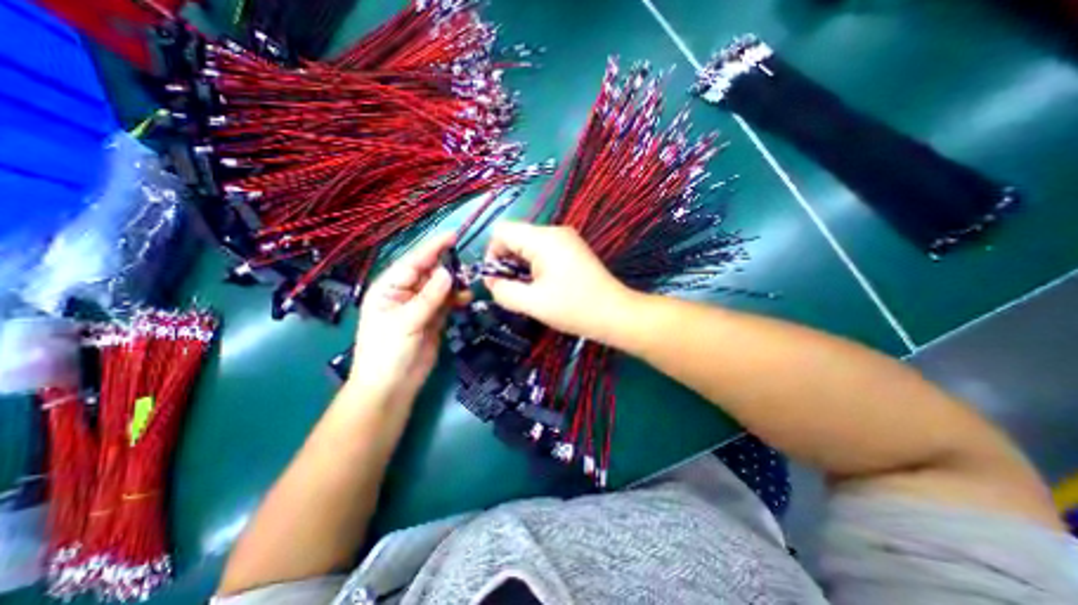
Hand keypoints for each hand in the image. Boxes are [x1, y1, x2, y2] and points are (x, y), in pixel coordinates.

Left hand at [352, 232, 455, 406]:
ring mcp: (421, 305)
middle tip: (468, 265)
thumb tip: (449, 273)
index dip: (433, 248)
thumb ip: (429, 297)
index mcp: (390, 287)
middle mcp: (406, 292)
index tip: (453, 236)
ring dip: (455, 285)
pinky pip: (448, 301)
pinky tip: (466, 299)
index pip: (414, 262)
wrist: (393, 386)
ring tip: (468, 287)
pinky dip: (457, 299)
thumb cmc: (388, 352)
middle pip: (429, 272)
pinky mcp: (434, 318)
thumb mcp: (406, 322)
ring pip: (441, 287)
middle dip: (448, 267)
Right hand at [487, 222, 634, 344]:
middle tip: (513, 289)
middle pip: (515, 237)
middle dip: (507, 261)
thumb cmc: (574, 308)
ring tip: (529, 290)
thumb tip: (491, 282)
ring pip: (528, 244)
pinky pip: (543, 250)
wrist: (615, 313)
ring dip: (521, 265)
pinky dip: (534, 265)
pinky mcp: (572, 249)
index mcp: (543, 239)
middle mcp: (554, 231)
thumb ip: (503, 291)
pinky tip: (542, 285)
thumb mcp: (532, 303)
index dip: (492, 253)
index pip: (502, 231)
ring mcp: (566, 239)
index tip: (497, 280)